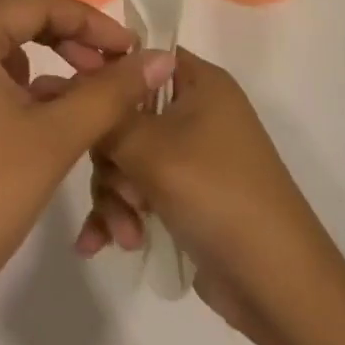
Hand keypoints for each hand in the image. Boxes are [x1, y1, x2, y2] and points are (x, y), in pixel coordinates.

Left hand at [0, 0, 174, 344]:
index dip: (91, 23)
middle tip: (107, 73)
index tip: (132, 53)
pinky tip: (30, 121)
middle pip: (11, 19)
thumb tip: (162, 58)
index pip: (37, 3)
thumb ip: (110, 93)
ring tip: (74, 100)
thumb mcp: (53, 140)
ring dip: (37, 63)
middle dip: (65, 40)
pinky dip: (5, 86)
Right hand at [76, 49, 339, 339]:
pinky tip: (100, 245)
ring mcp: (190, 156)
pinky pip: (136, 191)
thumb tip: (66, 79)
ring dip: (115, 196)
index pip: (140, 57)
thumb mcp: (153, 151)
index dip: (104, 74)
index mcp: (199, 82)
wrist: (278, 287)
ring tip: (123, 234)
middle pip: (125, 113)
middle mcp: (194, 110)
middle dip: (110, 159)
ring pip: (126, 157)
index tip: (71, 102)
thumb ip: (106, 115)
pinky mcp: (184, 196)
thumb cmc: (218, 196)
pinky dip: (121, 214)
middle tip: (120, 189)